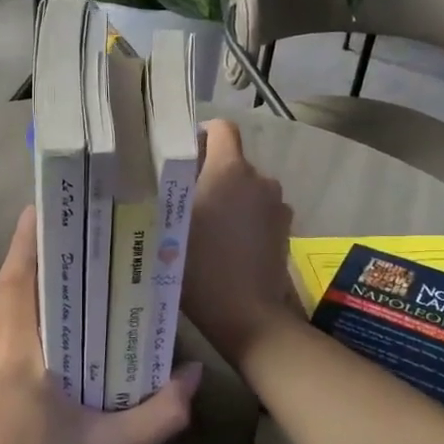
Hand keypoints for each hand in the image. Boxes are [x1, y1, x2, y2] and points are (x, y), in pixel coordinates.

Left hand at [0, 207, 200, 443]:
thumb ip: (160, 411)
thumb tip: (191, 374)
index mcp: (16, 362)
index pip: (17, 284)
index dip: (25, 243)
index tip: (36, 212)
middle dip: (23, 282)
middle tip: (58, 278)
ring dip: (8, 323)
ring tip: (44, 336)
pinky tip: (18, 391)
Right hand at [181, 120, 301, 366]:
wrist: (245, 314)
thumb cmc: (198, 266)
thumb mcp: (166, 225)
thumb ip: (165, 191)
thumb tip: (158, 173)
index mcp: (230, 170)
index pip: (221, 129)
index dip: (200, 137)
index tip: (181, 160)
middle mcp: (260, 179)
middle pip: (232, 162)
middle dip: (209, 175)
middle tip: (183, 203)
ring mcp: (277, 205)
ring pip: (246, 189)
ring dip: (228, 199)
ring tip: (206, 229)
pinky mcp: (285, 230)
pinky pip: (259, 211)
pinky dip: (244, 220)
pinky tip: (228, 246)